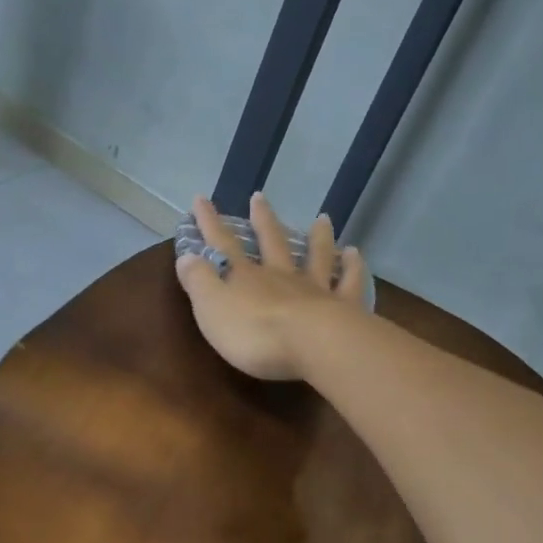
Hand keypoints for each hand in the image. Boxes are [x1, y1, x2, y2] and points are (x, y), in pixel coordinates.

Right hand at [175, 192, 370, 381]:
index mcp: (246, 278)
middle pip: (272, 242)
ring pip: (317, 257)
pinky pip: (350, 283)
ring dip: (318, 237)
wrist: (311, 346)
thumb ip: (199, 281)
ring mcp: (316, 289)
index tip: (200, 199)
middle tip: (259, 196)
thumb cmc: (254, 333)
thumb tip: (187, 256)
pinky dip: (354, 267)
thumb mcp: (211, 308)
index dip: (209, 223)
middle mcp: (281, 276)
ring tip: (323, 219)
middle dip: (263, 220)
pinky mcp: (344, 307)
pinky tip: (356, 254)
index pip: (222, 245)